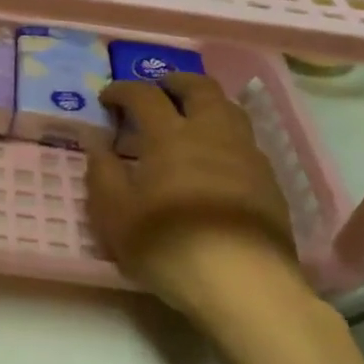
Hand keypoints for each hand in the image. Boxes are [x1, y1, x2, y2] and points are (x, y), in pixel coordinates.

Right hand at [85, 73, 305, 321]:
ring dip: (206, 101)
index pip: (144, 95)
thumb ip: (101, 171)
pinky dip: (225, 132)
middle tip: (159, 87)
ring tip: (191, 114)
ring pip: (229, 108)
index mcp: (170, 136)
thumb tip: (94, 138)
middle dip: (175, 81)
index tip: (108, 97)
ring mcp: (246, 154)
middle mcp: (211, 133)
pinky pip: (245, 139)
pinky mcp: (269, 180)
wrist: (243, 282)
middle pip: (198, 88)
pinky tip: (216, 156)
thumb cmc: (167, 245)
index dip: (123, 90)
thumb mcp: (115, 215)